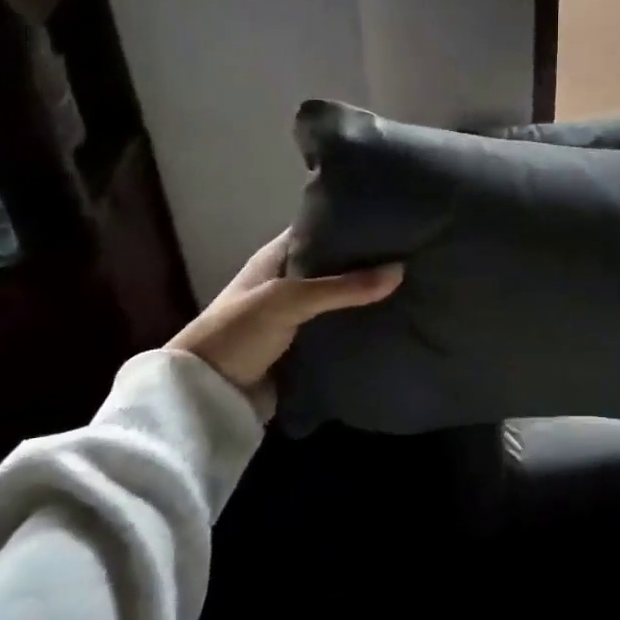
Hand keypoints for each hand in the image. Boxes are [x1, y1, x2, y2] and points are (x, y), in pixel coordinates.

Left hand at [167, 230, 402, 414]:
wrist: (207, 396)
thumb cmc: (239, 332)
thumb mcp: (289, 300)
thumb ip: (342, 287)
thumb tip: (400, 271)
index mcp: (276, 259)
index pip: (318, 231)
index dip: (349, 225)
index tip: (388, 222)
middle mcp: (288, 283)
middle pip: (334, 267)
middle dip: (366, 263)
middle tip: (411, 255)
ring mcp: (297, 317)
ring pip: (340, 301)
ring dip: (366, 298)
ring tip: (412, 286)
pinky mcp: (305, 348)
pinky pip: (339, 331)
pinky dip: (360, 328)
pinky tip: (394, 321)